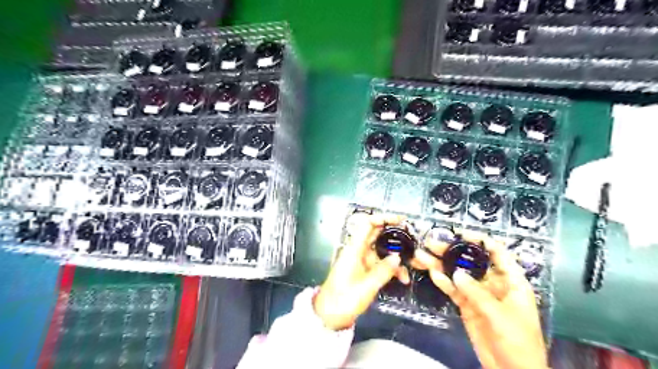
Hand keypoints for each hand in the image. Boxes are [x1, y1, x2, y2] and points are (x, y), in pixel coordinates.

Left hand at [312, 213, 409, 331]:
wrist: (330, 315)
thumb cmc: (345, 299)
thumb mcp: (367, 286)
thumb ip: (384, 270)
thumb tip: (398, 257)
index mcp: (354, 249)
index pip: (367, 224)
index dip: (383, 218)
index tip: (400, 220)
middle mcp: (358, 251)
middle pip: (376, 235)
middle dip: (394, 235)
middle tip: (411, 237)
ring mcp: (361, 261)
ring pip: (381, 251)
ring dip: (396, 257)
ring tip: (411, 265)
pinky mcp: (364, 271)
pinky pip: (380, 264)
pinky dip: (391, 268)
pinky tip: (403, 279)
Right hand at [416, 231, 550, 367]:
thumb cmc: (518, 342)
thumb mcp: (501, 316)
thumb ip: (478, 294)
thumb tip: (456, 273)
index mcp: (511, 281)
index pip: (497, 252)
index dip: (480, 240)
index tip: (460, 233)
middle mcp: (493, 283)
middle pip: (471, 261)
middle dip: (452, 251)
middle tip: (431, 243)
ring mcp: (478, 294)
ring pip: (458, 274)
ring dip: (441, 265)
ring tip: (422, 255)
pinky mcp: (467, 305)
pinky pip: (454, 290)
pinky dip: (443, 282)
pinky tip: (432, 273)